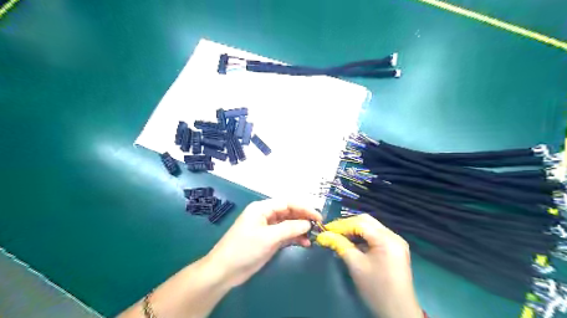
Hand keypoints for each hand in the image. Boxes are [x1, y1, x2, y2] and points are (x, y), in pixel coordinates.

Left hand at [205, 202, 319, 287]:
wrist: (225, 271)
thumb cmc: (244, 249)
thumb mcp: (268, 237)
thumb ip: (289, 228)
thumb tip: (308, 224)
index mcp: (262, 208)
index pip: (287, 203)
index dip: (304, 208)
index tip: (318, 216)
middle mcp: (266, 215)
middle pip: (289, 212)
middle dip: (303, 218)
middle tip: (318, 226)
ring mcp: (268, 228)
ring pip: (288, 224)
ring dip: (300, 229)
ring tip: (313, 237)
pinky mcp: (269, 240)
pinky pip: (285, 235)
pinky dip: (295, 238)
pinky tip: (304, 243)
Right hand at [317, 214, 422, 317]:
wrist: (398, 311)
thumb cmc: (375, 288)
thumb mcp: (355, 265)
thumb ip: (340, 245)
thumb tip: (324, 235)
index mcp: (386, 239)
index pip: (360, 223)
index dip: (341, 225)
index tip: (326, 229)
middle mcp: (393, 235)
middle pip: (366, 221)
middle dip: (348, 225)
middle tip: (332, 231)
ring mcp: (396, 241)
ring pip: (371, 227)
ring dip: (355, 230)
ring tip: (339, 236)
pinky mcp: (395, 248)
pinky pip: (376, 235)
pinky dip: (363, 236)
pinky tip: (353, 242)